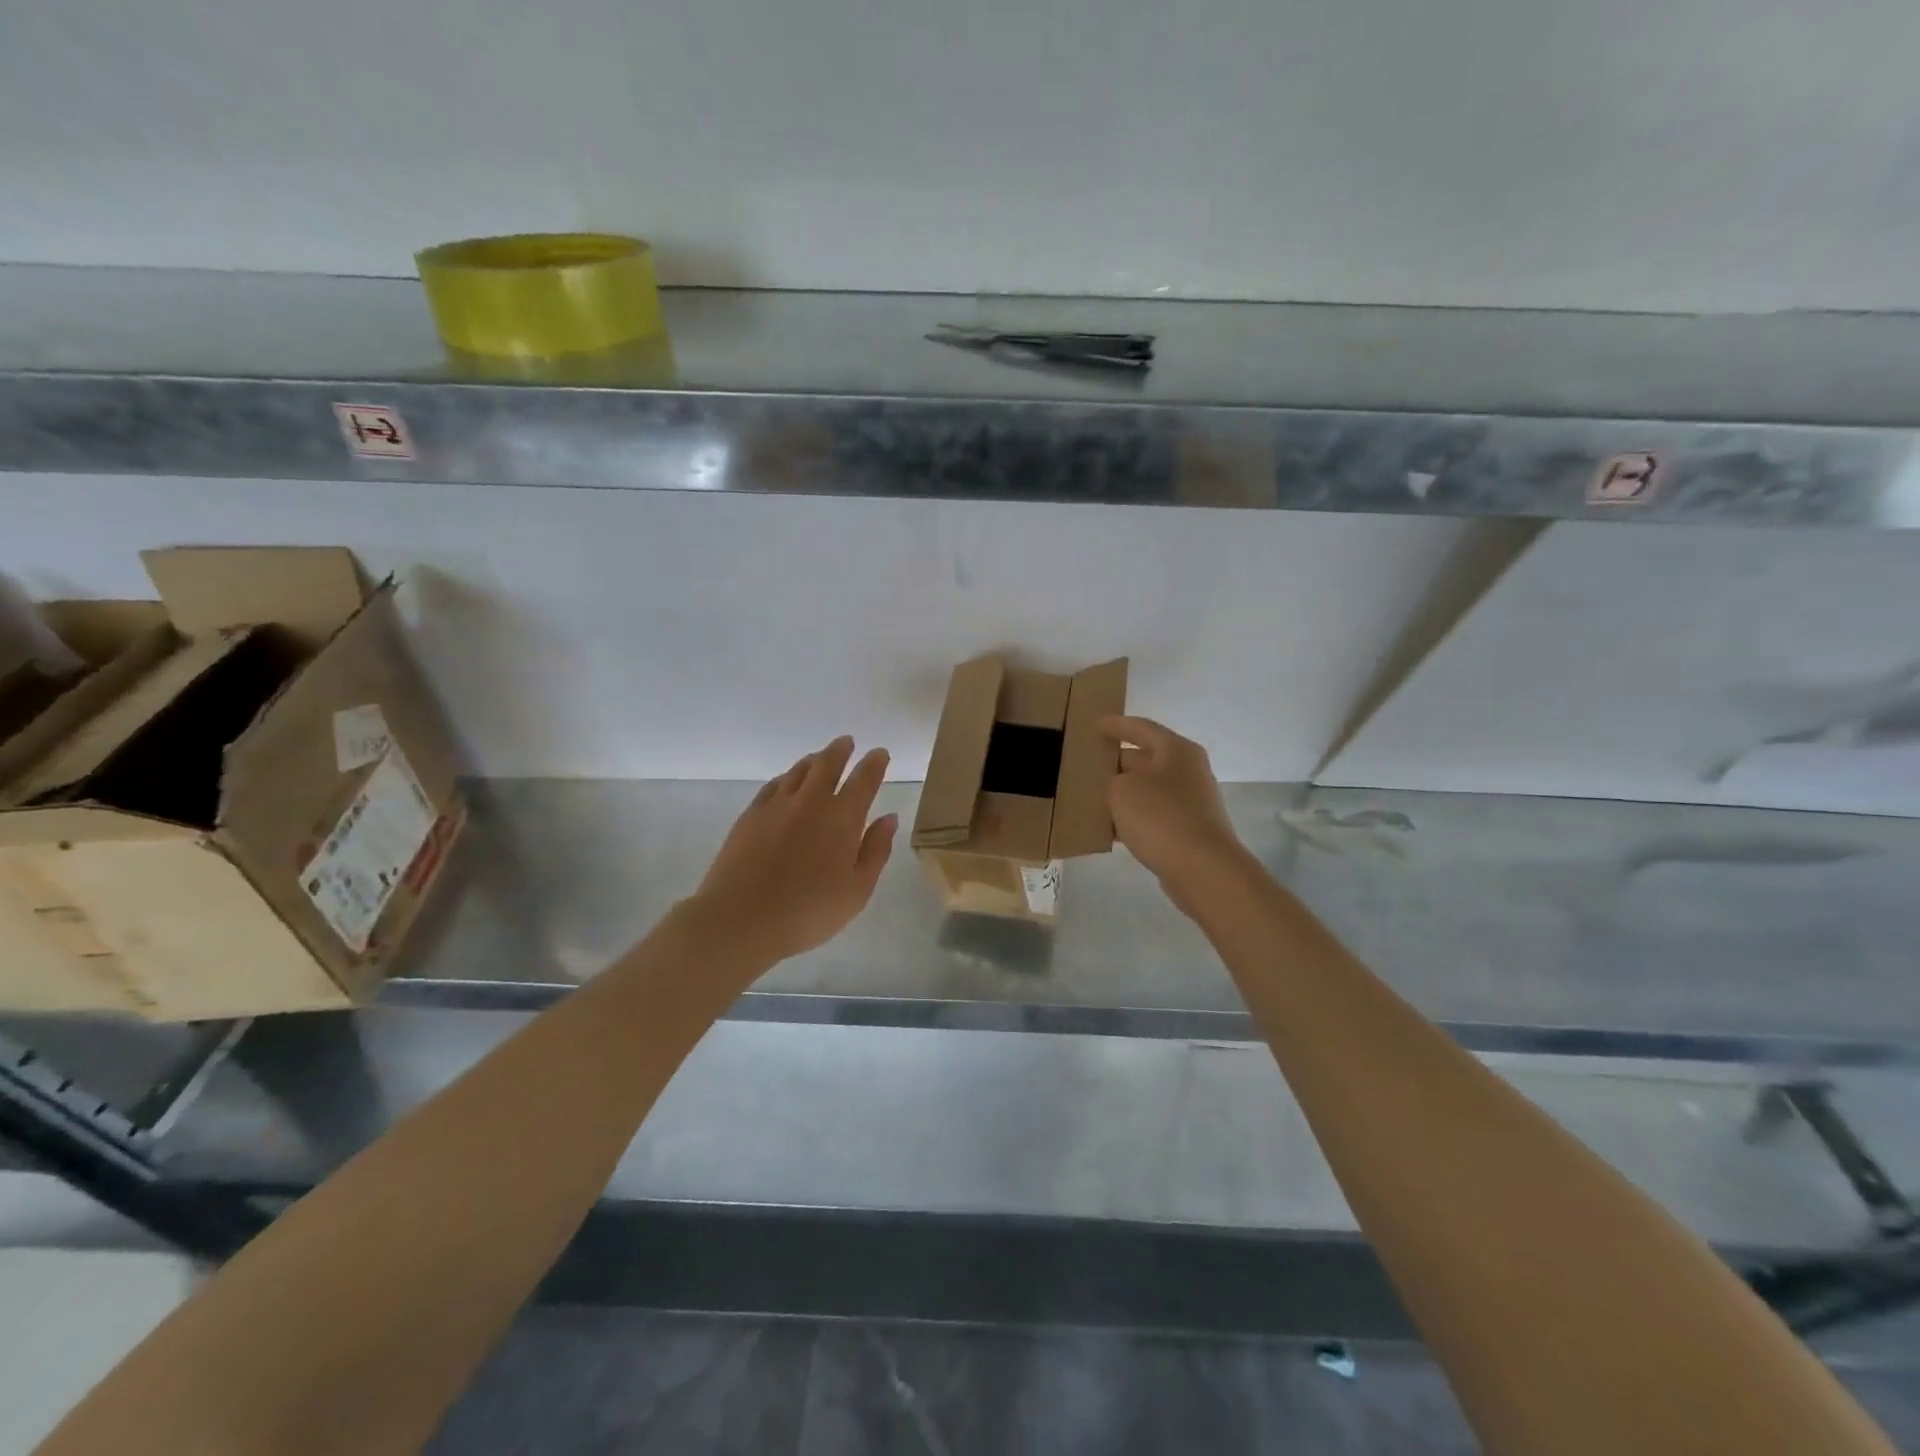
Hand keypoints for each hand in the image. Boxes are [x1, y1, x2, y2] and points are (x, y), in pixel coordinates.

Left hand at [683, 736, 897, 968]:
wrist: (741, 919)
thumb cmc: (809, 912)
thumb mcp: (857, 891)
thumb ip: (876, 851)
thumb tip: (889, 818)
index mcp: (843, 818)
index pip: (864, 779)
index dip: (875, 763)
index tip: (880, 753)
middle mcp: (811, 802)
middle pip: (828, 764)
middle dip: (841, 750)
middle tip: (847, 742)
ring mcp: (777, 805)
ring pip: (799, 770)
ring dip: (814, 760)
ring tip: (820, 757)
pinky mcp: (750, 816)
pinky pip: (773, 785)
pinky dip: (786, 777)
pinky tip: (786, 782)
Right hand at [1101, 715, 1244, 905]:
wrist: (1202, 868)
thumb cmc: (1160, 817)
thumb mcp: (1121, 789)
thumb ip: (1111, 780)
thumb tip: (1117, 786)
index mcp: (1176, 750)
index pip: (1141, 728)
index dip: (1115, 725)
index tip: (1094, 725)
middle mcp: (1187, 771)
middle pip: (1146, 759)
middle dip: (1116, 761)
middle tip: (1087, 763)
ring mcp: (1190, 802)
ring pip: (1148, 790)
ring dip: (1122, 792)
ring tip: (1090, 795)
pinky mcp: (1187, 830)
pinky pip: (1152, 816)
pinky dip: (1131, 817)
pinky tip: (1108, 828)